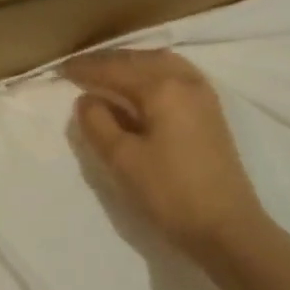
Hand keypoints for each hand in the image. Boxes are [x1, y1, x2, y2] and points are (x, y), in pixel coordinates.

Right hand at [63, 50, 269, 264]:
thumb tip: (86, 99)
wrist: (228, 229)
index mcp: (162, 88)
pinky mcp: (211, 112)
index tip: (61, 69)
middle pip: (140, 59)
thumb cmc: (171, 194)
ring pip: (161, 63)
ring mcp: (203, 95)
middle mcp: (185, 81)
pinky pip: (176, 75)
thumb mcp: (123, 160)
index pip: (115, 69)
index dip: (86, 68)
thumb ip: (98, 124)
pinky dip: (152, 72)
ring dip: (132, 63)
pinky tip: (142, 86)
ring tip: (108, 73)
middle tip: (80, 68)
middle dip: (108, 61)